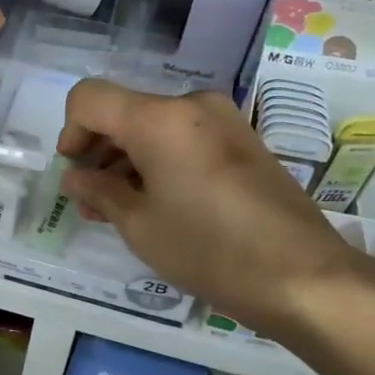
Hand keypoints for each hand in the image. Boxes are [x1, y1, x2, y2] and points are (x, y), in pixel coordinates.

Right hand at [58, 80, 374, 338]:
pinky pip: (184, 138)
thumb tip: (76, 178)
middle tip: (90, 198)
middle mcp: (191, 105)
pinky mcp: (243, 141)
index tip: (74, 171)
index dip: (70, 131)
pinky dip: (160, 161)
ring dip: (128, 159)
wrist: (304, 277)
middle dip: (99, 150)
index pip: (90, 98)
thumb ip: (98, 191)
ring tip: (118, 208)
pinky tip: (156, 202)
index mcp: (159, 118)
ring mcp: (223, 121)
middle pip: (124, 111)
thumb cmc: (208, 250)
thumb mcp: (139, 225)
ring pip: (154, 126)